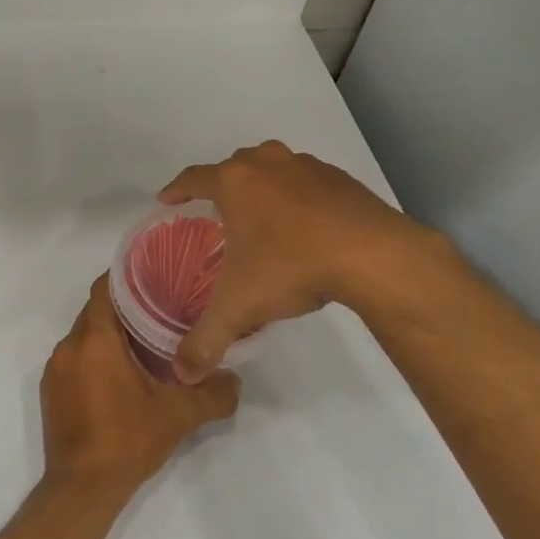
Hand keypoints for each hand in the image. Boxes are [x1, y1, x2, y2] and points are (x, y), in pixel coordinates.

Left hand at [40, 276, 239, 502]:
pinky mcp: (51, 390)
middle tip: (162, 312)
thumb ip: (212, 393)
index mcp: (94, 339)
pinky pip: (75, 359)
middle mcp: (68, 346)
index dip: (129, 277)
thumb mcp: (178, 416)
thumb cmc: (127, 441)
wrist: (81, 489)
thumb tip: (235, 379)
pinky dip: (96, 357)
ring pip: (85, 336)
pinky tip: (121, 376)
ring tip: (145, 344)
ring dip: (111, 336)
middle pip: (96, 311)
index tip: (157, 277)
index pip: (105, 288)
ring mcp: (55, 369)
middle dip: (126, 309)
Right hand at [160, 140, 444, 382]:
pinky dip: (297, 196)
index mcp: (235, 182)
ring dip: (261, 186)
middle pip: (234, 166)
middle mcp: (267, 164)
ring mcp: (306, 167)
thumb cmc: (292, 267)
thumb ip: (206, 340)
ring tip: (260, 216)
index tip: (166, 199)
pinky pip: (306, 181)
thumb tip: (182, 375)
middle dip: (222, 185)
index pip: (193, 178)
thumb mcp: (240, 308)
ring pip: (272, 167)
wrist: (373, 255)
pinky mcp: (340, 179)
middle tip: (216, 212)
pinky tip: (304, 225)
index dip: (176, 189)